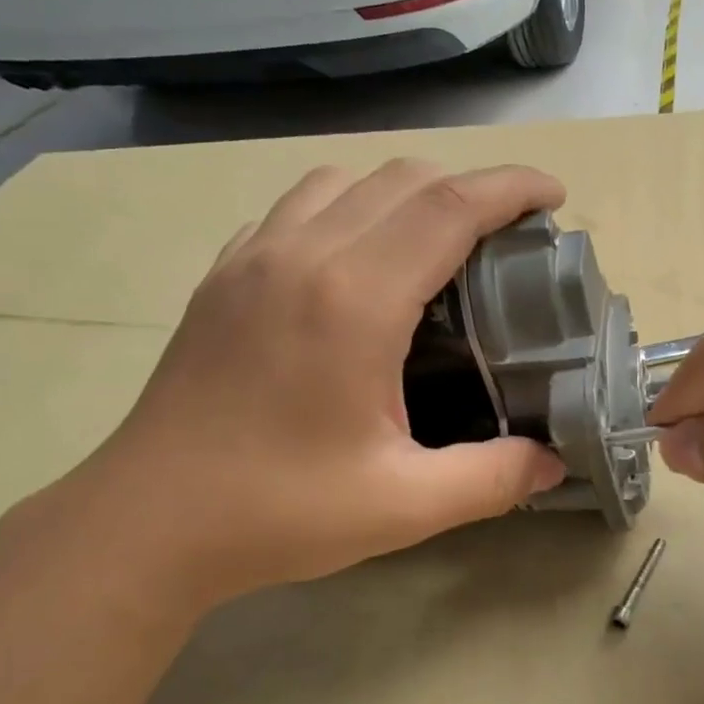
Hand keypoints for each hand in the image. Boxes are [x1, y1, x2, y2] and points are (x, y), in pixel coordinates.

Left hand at [66, 160, 568, 614]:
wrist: (149, 523)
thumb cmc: (279, 511)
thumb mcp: (405, 506)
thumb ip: (493, 478)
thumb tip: (554, 463)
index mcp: (354, 301)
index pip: (449, 207)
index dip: (510, 188)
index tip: (553, 196)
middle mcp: (302, 255)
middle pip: (403, 180)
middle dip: (468, 188)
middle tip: (507, 236)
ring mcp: (253, 258)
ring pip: (345, 182)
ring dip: (405, 194)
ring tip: (436, 244)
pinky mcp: (223, 275)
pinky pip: (297, 207)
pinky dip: (346, 209)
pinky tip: (356, 261)